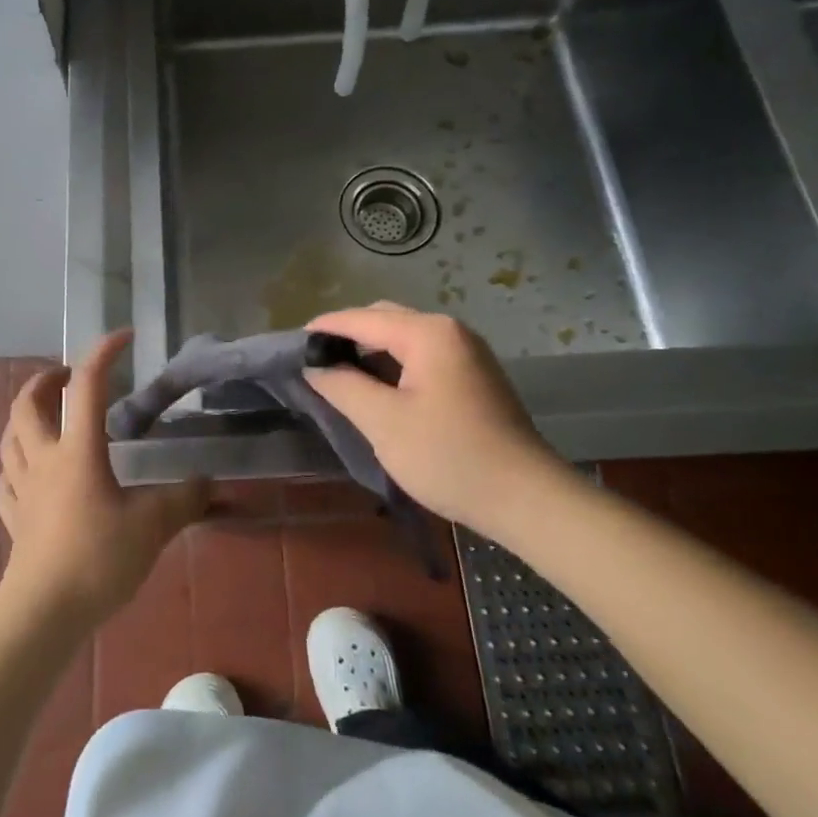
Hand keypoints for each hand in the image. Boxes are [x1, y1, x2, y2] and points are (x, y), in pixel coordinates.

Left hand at [0, 330, 209, 630]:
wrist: (45, 612)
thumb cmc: (98, 559)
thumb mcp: (153, 526)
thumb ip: (185, 500)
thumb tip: (210, 482)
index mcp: (78, 450)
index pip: (89, 386)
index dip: (103, 353)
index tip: (123, 337)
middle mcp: (45, 459)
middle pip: (29, 404)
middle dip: (47, 380)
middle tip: (68, 377)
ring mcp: (22, 489)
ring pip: (10, 438)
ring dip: (25, 417)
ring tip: (44, 415)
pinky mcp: (13, 518)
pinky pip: (4, 481)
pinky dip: (14, 467)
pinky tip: (26, 474)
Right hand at [305, 303, 563, 535]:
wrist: (526, 498)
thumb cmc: (449, 456)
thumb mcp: (384, 422)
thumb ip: (342, 386)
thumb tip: (314, 366)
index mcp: (428, 333)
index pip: (362, 318)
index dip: (325, 329)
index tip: (291, 346)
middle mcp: (450, 331)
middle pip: (385, 320)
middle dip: (348, 336)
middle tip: (315, 364)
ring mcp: (467, 353)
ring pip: (404, 339)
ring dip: (371, 352)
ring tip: (340, 377)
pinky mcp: (474, 377)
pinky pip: (422, 357)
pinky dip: (394, 365)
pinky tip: (378, 390)